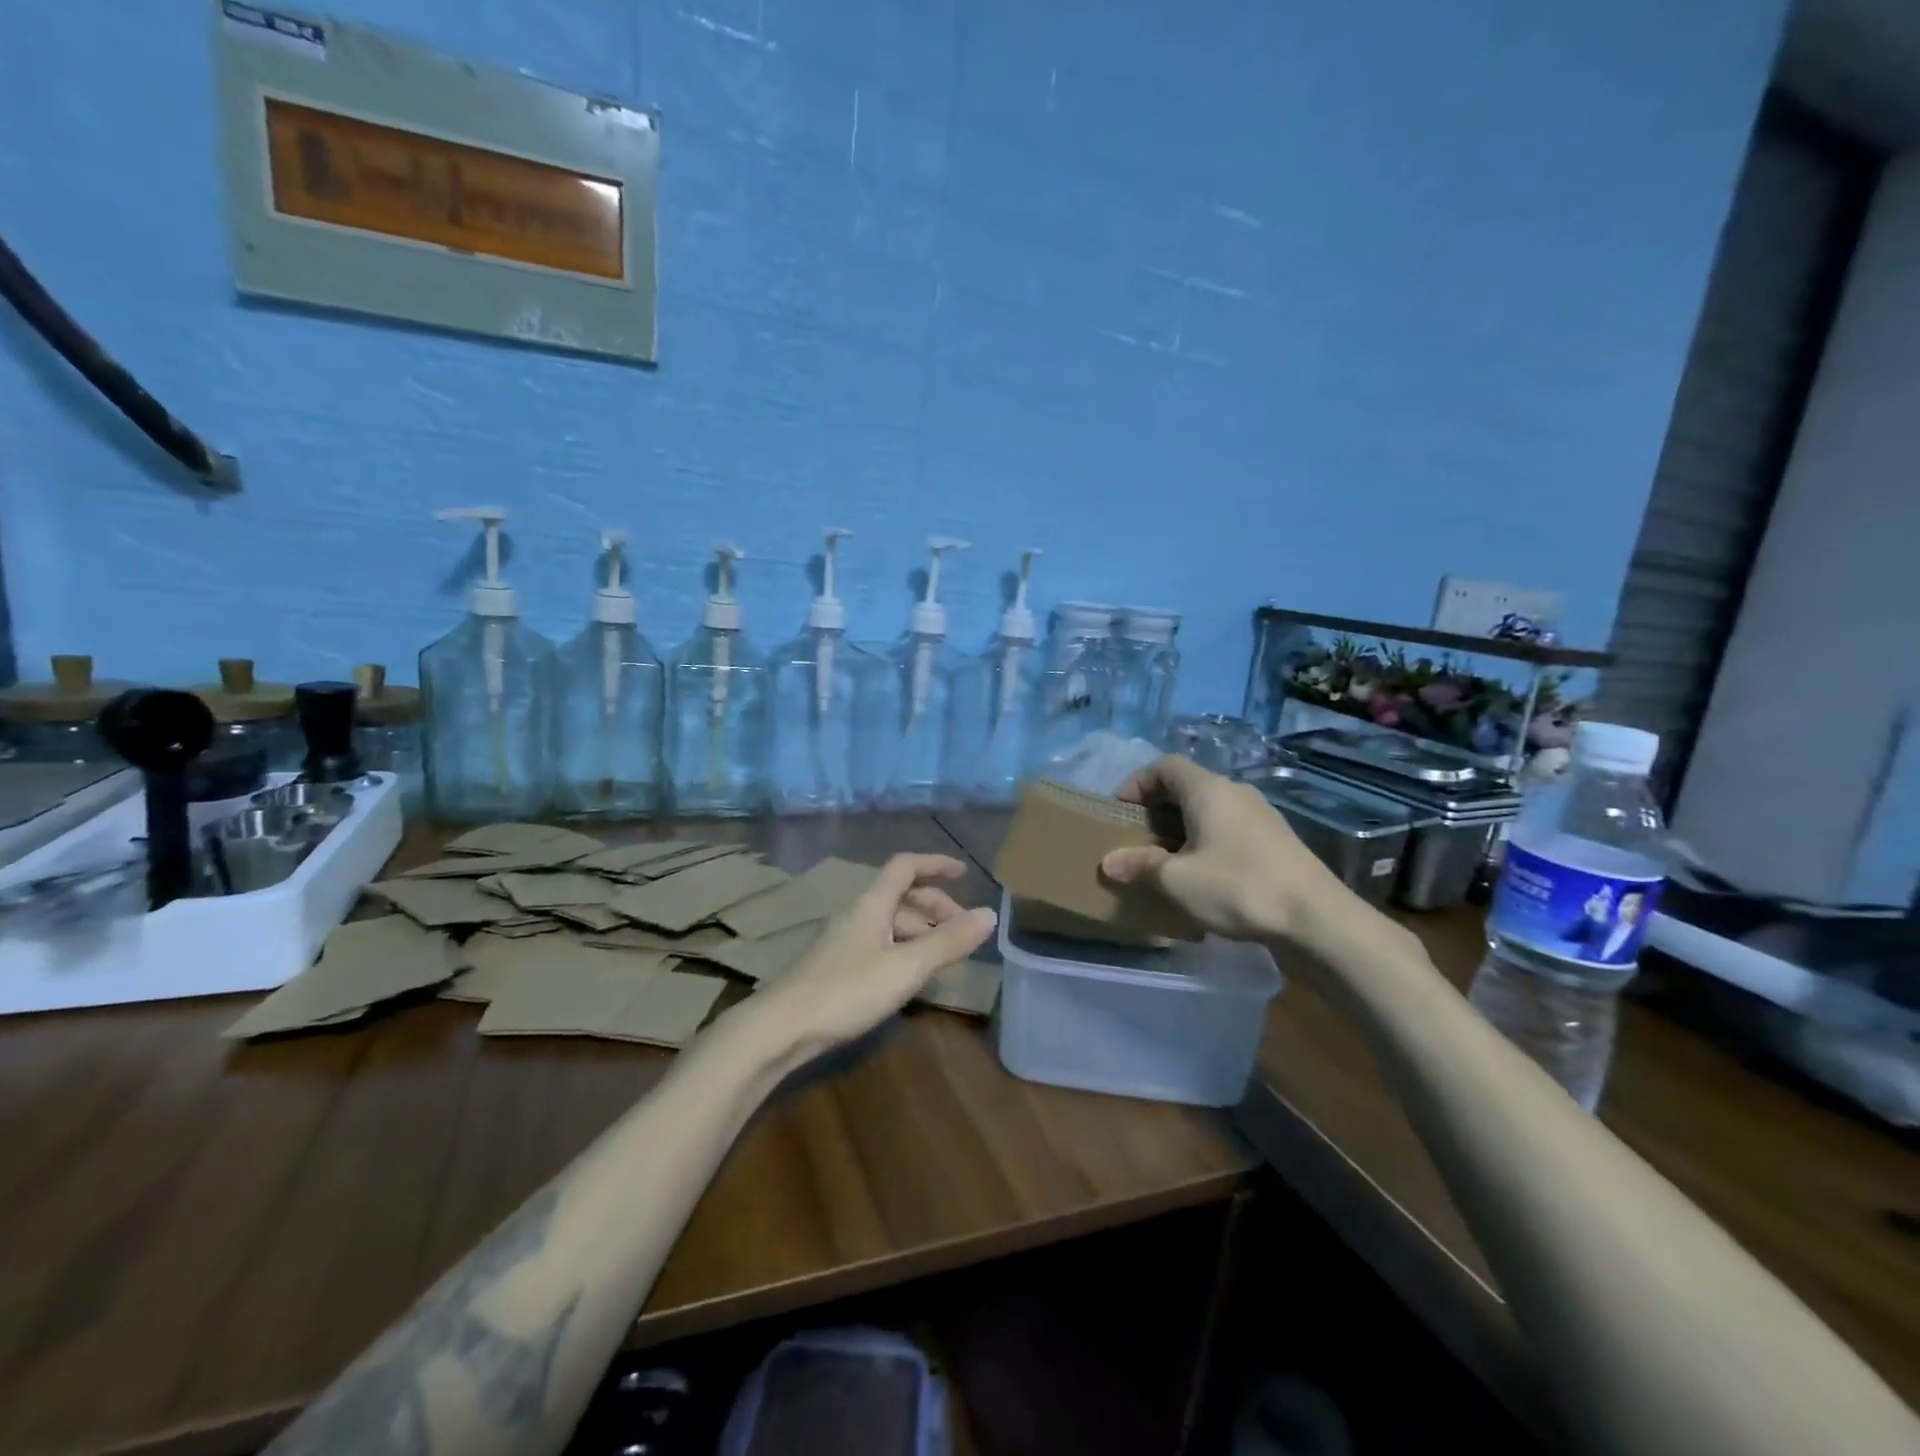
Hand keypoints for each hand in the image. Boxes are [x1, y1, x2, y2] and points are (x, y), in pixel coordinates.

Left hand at [756, 853, 996, 1054]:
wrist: (780, 1029)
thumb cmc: (847, 990)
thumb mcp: (906, 967)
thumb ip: (948, 942)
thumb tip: (990, 915)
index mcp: (872, 903)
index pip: (905, 866)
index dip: (935, 864)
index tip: (965, 873)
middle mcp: (856, 913)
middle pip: (900, 895)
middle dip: (935, 906)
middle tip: (963, 931)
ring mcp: (842, 940)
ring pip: (889, 921)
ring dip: (920, 930)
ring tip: (944, 957)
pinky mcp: (835, 966)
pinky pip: (879, 943)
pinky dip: (903, 949)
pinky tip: (911, 975)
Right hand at [1100, 756, 1353, 943]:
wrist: (1316, 918)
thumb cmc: (1238, 888)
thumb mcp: (1178, 880)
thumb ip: (1141, 865)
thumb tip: (1109, 862)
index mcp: (1208, 790)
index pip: (1165, 765)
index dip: (1137, 782)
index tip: (1121, 811)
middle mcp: (1236, 792)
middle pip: (1187, 786)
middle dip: (1157, 809)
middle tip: (1138, 839)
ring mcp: (1261, 815)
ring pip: (1210, 809)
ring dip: (1183, 828)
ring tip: (1167, 860)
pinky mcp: (1276, 840)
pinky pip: (1229, 828)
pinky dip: (1207, 841)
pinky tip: (1204, 875)